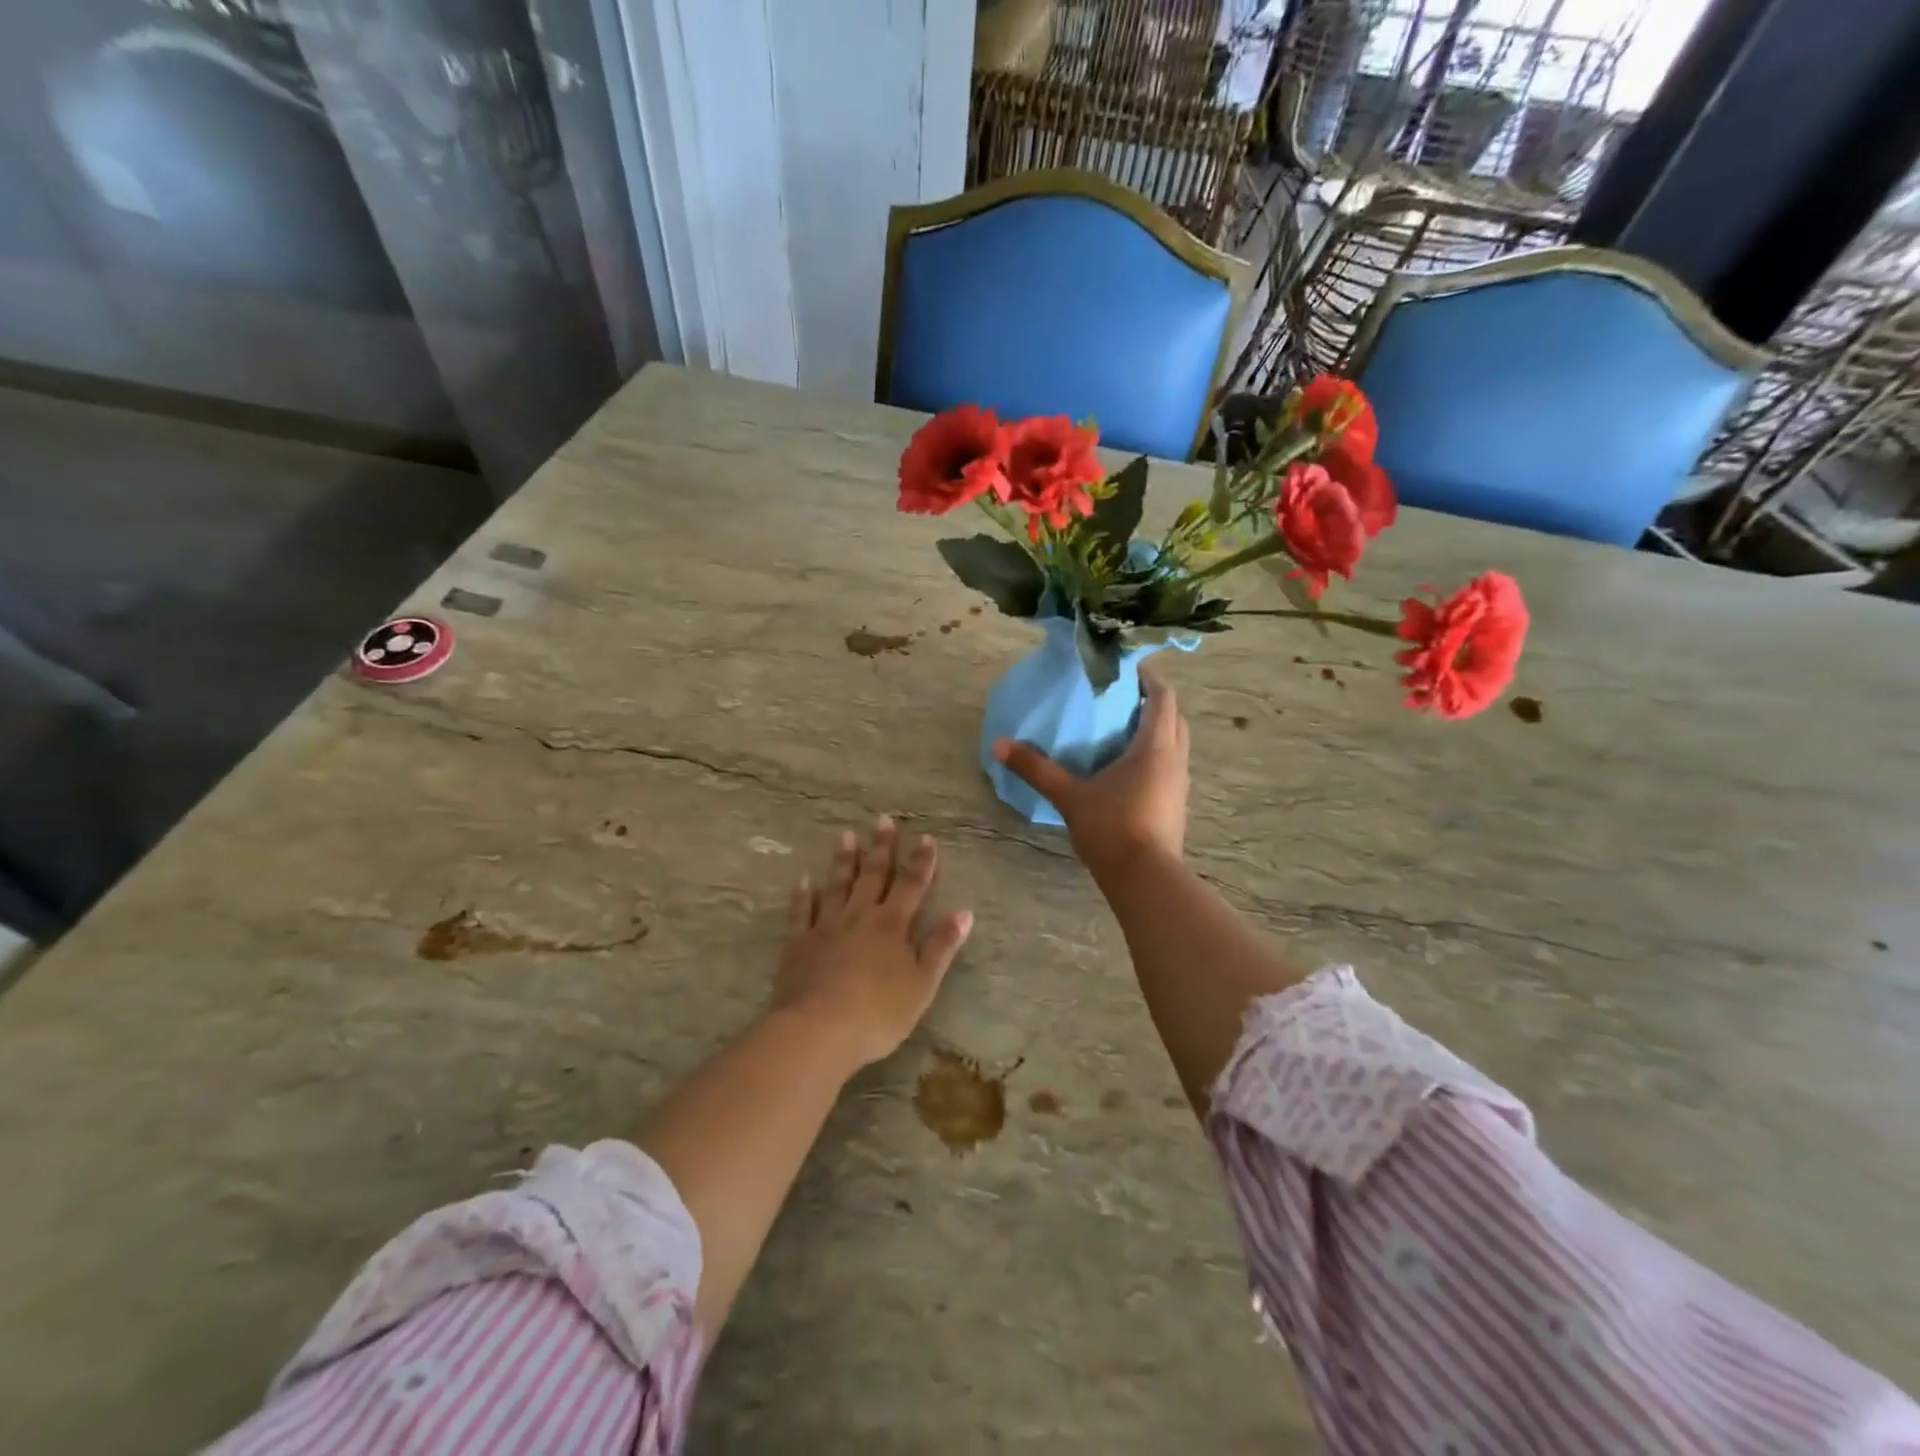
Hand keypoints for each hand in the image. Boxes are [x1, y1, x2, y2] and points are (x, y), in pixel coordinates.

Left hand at [772, 817, 972, 1071]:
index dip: (920, 861)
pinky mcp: (799, 943)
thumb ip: (941, 946)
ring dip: (844, 860)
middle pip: (873, 875)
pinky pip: (801, 912)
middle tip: (883, 820)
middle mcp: (860, 916)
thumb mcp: (922, 984)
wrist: (819, 1030)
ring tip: (846, 836)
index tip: (925, 837)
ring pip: (837, 885)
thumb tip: (964, 912)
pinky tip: (803, 880)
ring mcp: (827, 926)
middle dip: (881, 847)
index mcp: (892, 925)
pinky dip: (803, 894)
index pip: (911, 885)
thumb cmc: (879, 1012)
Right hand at [992, 674, 1188, 880]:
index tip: (1125, 669)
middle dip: (1154, 702)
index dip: (1148, 678)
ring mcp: (1180, 784)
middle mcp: (1175, 759)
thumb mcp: (1069, 796)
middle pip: (1174, 717)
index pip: (1163, 698)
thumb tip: (999, 745)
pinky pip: (1171, 766)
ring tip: (1124, 728)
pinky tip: (1129, 768)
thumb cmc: (1112, 828)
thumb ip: (1036, 768)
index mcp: (1155, 747)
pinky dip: (1156, 755)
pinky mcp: (1177, 805)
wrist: (1145, 879)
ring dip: (1157, 729)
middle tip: (1122, 697)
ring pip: (1176, 743)